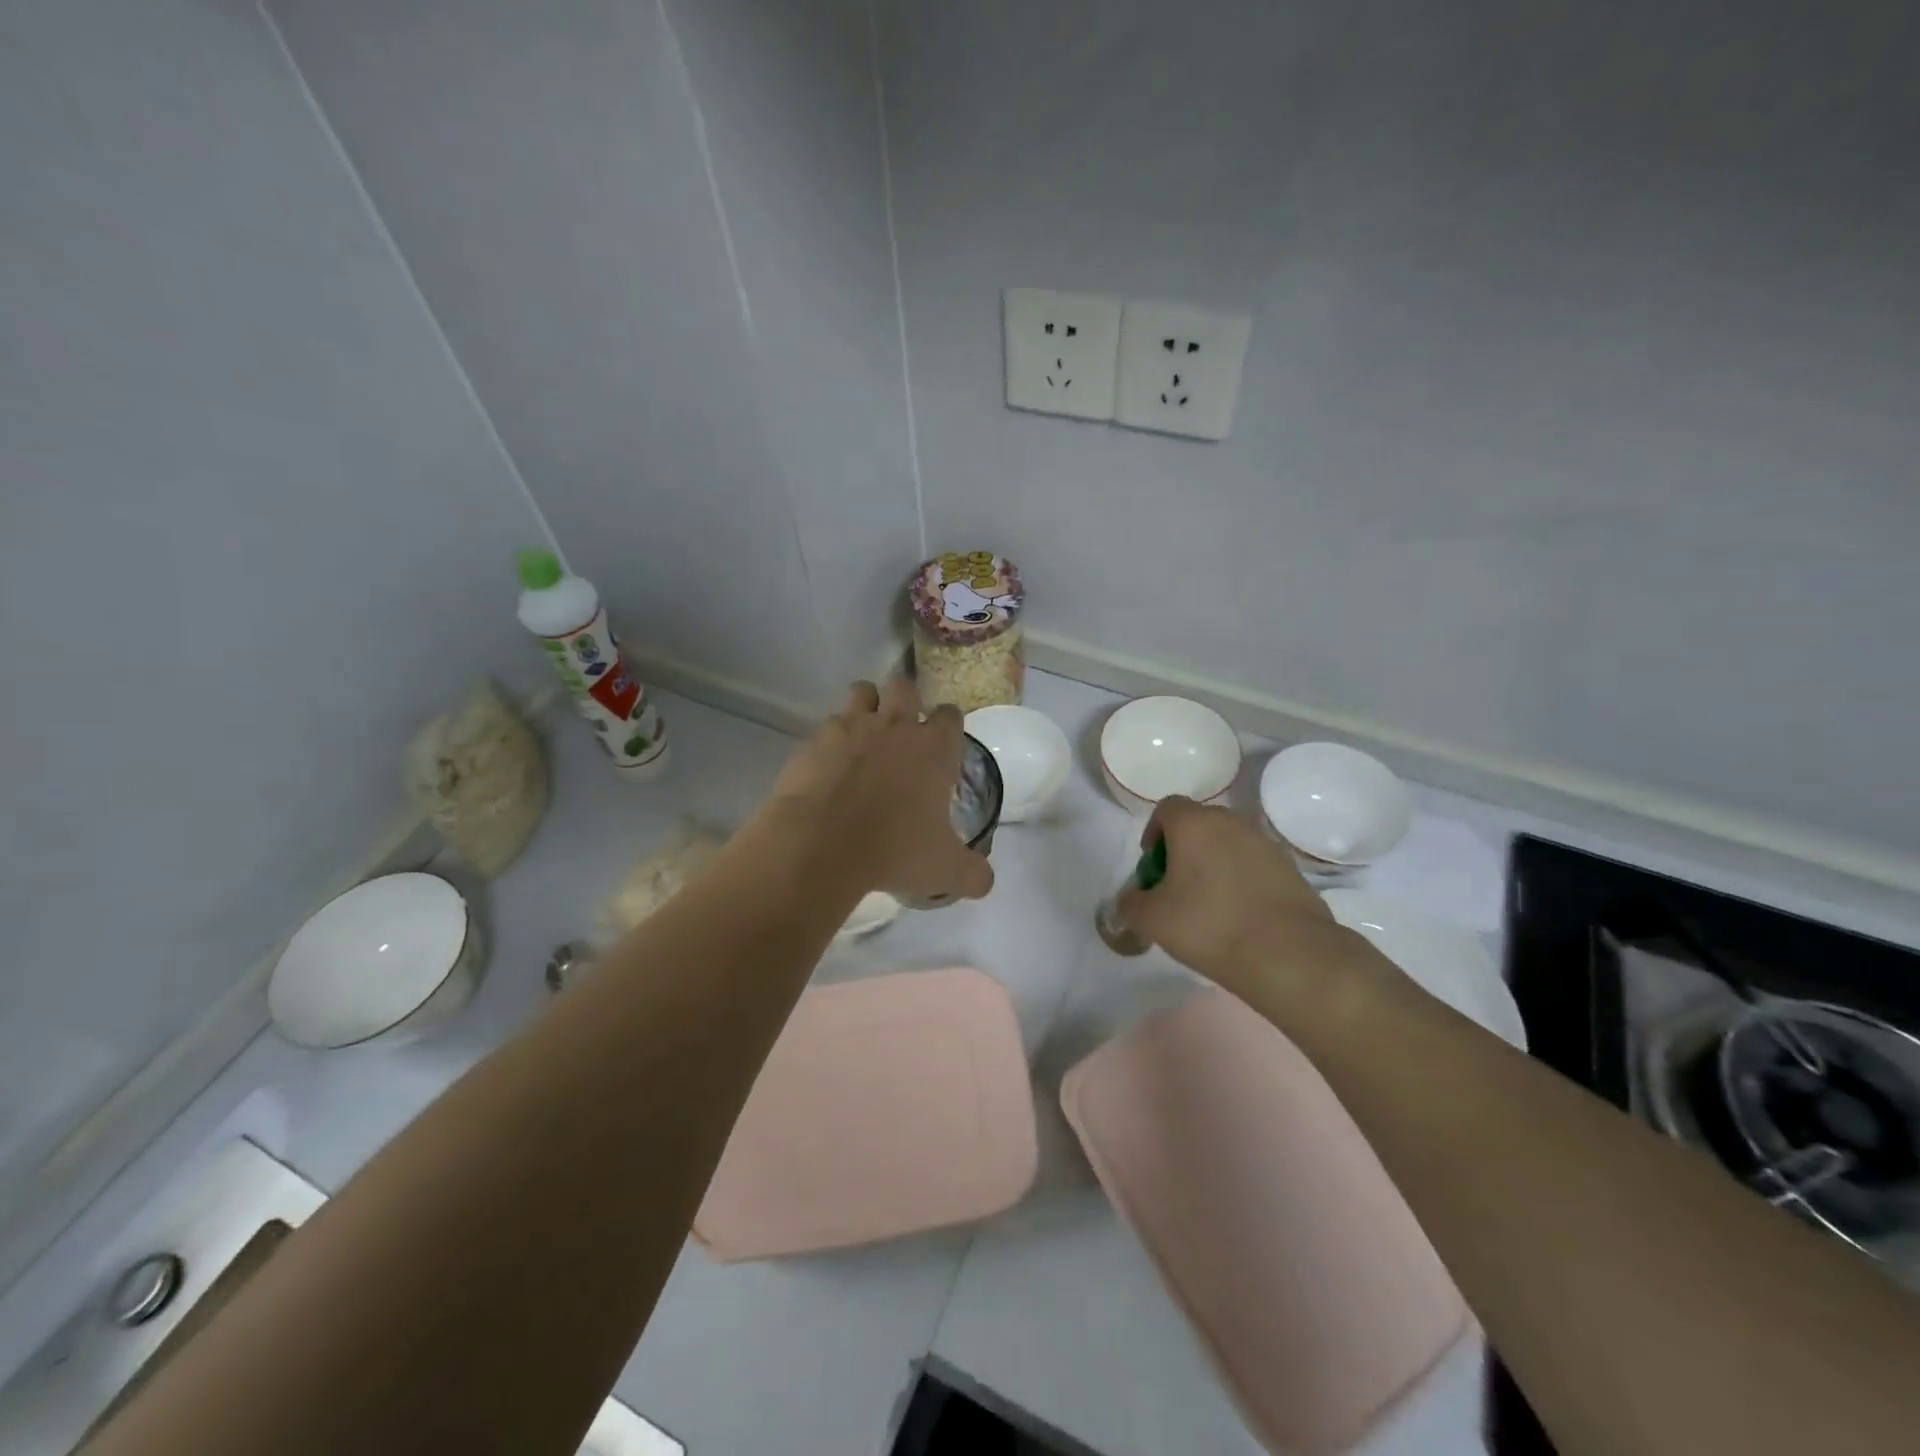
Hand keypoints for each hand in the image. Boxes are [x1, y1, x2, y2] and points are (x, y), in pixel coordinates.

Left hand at [764, 679, 993, 905]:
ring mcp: (852, 727)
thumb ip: (973, 874)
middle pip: (905, 687)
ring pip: (862, 691)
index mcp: (933, 748)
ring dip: (867, 706)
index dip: (947, 727)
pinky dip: (831, 739)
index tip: (941, 746)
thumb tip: (984, 882)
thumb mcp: (945, 871)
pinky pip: (827, 725)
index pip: (950, 715)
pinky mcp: (814, 739)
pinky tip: (829, 765)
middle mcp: (895, 726)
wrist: (821, 844)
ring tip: (864, 735)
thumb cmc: (894, 850)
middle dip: (905, 702)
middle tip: (900, 734)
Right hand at [1111, 796, 1358, 1001]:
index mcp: (1194, 824)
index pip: (1167, 808)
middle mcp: (1231, 822)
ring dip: (1214, 864)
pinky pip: (1254, 864)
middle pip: (1199, 824)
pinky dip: (1242, 880)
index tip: (1153, 866)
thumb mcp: (1152, 920)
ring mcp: (1265, 843)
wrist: (1288, 954)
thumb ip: (1131, 903)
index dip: (1154, 832)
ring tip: (1209, 904)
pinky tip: (1240, 915)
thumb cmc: (1208, 925)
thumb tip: (1131, 898)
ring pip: (1228, 844)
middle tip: (1177, 887)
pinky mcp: (1290, 867)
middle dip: (1184, 849)